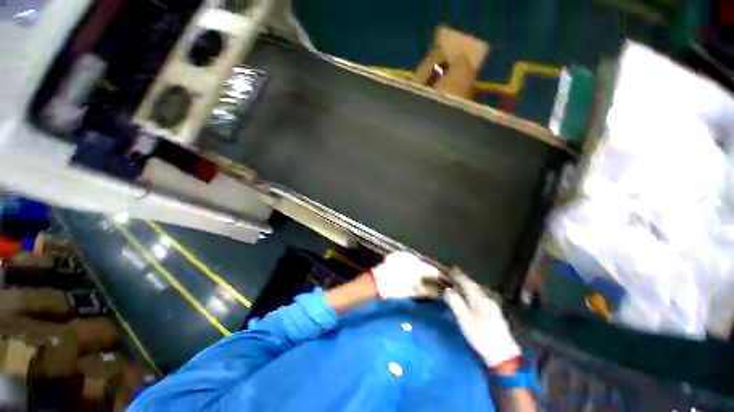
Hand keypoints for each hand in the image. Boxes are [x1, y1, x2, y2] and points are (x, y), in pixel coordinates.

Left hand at [369, 251, 441, 298]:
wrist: (376, 281)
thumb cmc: (396, 288)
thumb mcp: (414, 291)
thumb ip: (429, 291)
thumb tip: (440, 292)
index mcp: (419, 266)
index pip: (433, 270)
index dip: (438, 277)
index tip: (441, 282)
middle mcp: (413, 257)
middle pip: (425, 264)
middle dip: (427, 272)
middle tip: (429, 281)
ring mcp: (404, 254)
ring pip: (416, 261)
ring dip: (418, 267)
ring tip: (417, 276)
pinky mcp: (397, 254)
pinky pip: (407, 258)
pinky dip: (409, 264)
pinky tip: (407, 271)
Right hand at [444, 269, 520, 368]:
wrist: (503, 355)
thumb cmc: (481, 335)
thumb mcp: (464, 319)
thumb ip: (455, 302)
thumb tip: (447, 289)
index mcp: (479, 298)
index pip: (467, 283)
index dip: (459, 276)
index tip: (452, 269)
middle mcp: (488, 299)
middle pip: (475, 285)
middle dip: (464, 279)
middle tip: (455, 274)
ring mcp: (494, 306)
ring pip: (480, 291)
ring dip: (470, 285)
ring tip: (463, 283)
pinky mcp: (496, 314)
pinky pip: (483, 297)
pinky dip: (475, 293)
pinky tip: (474, 296)